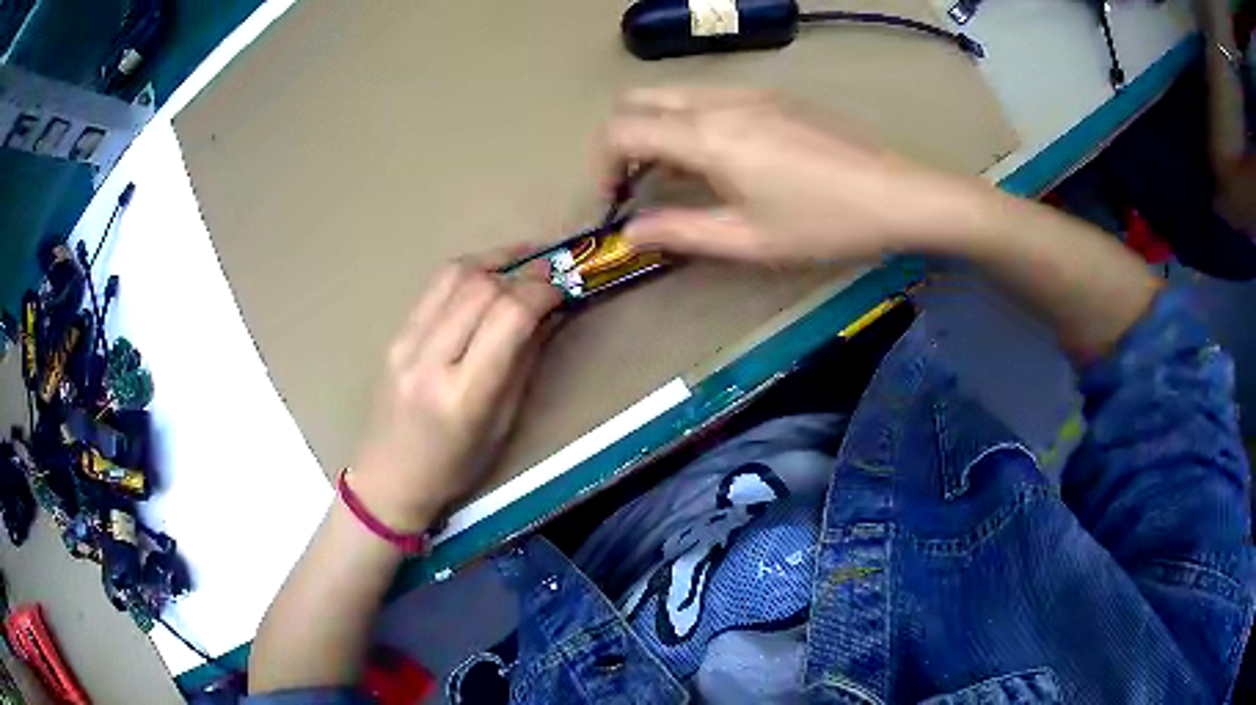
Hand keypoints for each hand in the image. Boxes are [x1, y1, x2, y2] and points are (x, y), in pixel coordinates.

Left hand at [347, 257, 560, 532]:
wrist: (389, 477)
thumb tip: (551, 311)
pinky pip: (435, 287)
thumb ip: (524, 360)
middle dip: (523, 270)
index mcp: (463, 394)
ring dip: (495, 259)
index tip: (564, 288)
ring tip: (525, 259)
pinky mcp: (394, 334)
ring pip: (453, 274)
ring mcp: (404, 343)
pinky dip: (469, 272)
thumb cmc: (455, 467)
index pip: (508, 317)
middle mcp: (428, 360)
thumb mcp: (502, 423)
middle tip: (551, 269)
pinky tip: (490, 275)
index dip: (542, 291)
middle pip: (481, 287)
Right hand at [601, 88, 974, 262]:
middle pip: (638, 99)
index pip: (621, 131)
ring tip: (677, 175)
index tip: (613, 203)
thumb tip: (631, 233)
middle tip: (637, 183)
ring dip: (656, 127)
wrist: (897, 193)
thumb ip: (681, 232)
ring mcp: (748, 91)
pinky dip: (690, 120)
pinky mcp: (772, 94)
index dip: (602, 166)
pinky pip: (708, 95)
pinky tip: (721, 158)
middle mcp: (718, 100)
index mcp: (706, 135)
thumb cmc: (824, 223)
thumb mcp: (749, 239)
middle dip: (622, 140)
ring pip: (673, 94)